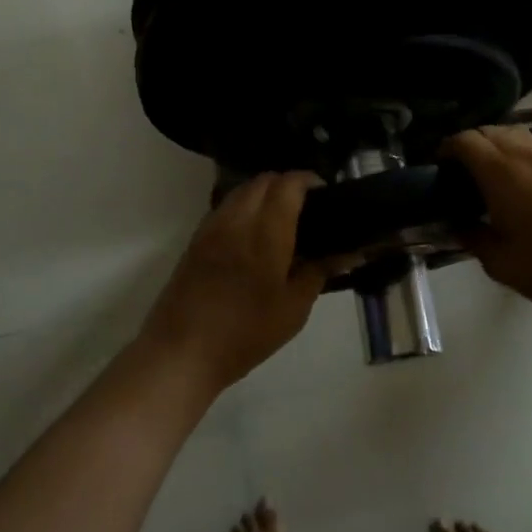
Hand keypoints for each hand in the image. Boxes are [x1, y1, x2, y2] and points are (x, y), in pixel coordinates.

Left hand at [138, 172, 333, 393]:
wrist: (182, 352)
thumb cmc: (246, 333)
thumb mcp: (294, 308)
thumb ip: (319, 271)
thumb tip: (348, 252)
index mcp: (266, 232)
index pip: (288, 184)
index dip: (309, 180)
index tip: (325, 194)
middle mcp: (236, 220)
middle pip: (262, 181)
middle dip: (286, 184)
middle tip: (306, 208)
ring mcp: (211, 228)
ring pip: (240, 191)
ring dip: (263, 194)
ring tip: (281, 220)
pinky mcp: (195, 241)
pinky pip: (224, 209)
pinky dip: (243, 208)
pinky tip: (252, 236)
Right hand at [441, 126, 531, 321]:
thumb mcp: (498, 260)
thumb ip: (471, 236)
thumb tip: (456, 224)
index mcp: (501, 172)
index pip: (466, 140)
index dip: (446, 148)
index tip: (436, 167)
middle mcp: (525, 156)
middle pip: (490, 130)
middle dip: (468, 143)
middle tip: (457, 171)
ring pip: (514, 134)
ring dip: (494, 144)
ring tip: (485, 173)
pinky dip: (516, 153)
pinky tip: (514, 183)